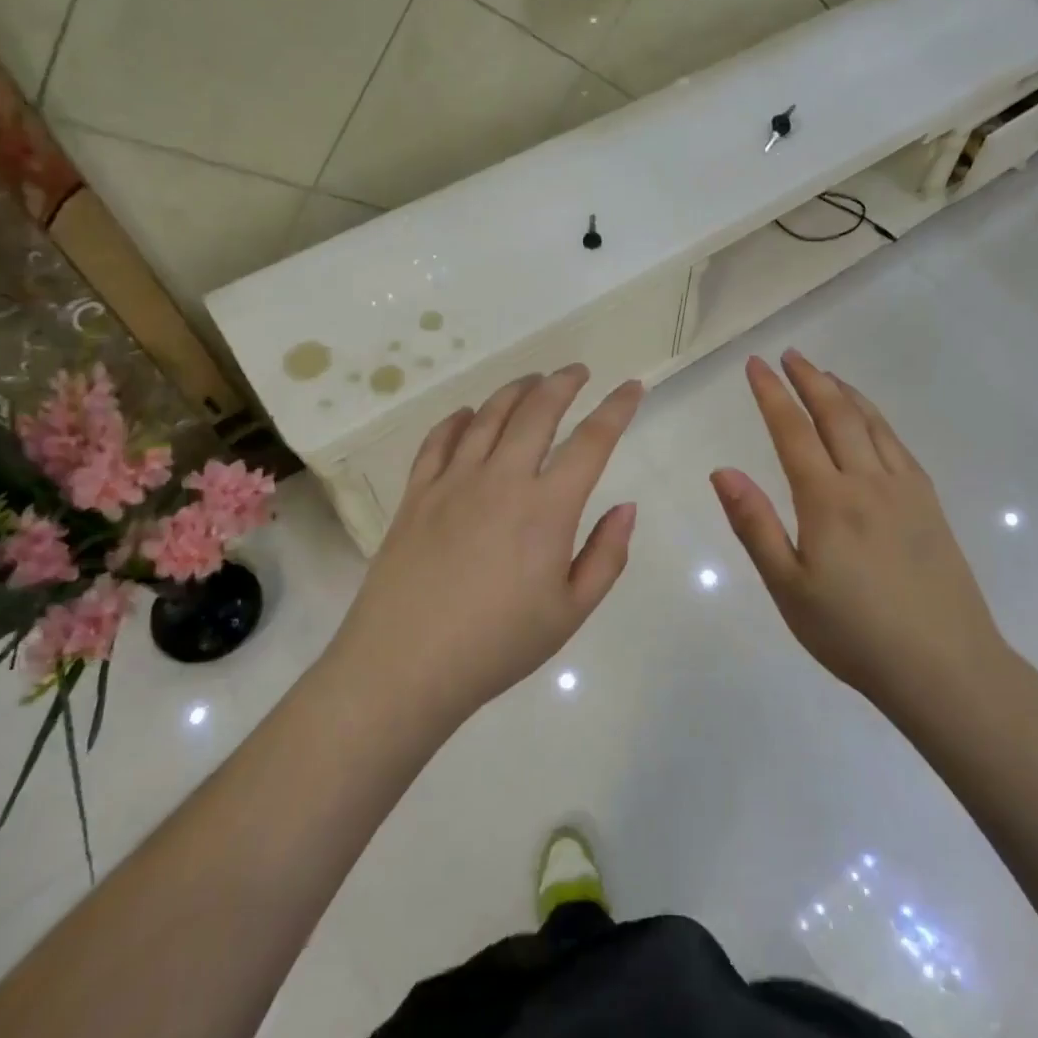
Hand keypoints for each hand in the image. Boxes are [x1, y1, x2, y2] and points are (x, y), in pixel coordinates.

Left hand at [330, 365, 642, 720]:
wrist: (405, 665)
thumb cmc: (498, 645)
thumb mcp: (571, 611)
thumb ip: (607, 556)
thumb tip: (626, 508)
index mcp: (547, 508)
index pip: (592, 441)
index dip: (616, 409)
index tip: (632, 387)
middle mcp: (501, 479)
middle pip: (537, 411)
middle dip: (563, 383)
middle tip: (577, 372)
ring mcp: (453, 482)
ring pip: (488, 416)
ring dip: (515, 391)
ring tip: (532, 381)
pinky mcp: (416, 494)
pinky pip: (438, 440)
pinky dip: (458, 419)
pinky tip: (468, 415)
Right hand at [710, 350, 1002, 707]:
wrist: (944, 666)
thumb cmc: (852, 633)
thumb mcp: (788, 587)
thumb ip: (754, 524)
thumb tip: (722, 471)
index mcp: (828, 500)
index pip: (792, 432)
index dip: (771, 394)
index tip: (756, 365)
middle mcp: (868, 482)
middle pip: (836, 415)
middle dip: (810, 380)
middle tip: (791, 355)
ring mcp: (906, 490)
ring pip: (872, 424)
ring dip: (845, 393)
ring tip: (826, 375)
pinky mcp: (930, 505)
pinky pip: (899, 445)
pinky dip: (878, 420)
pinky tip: (871, 423)